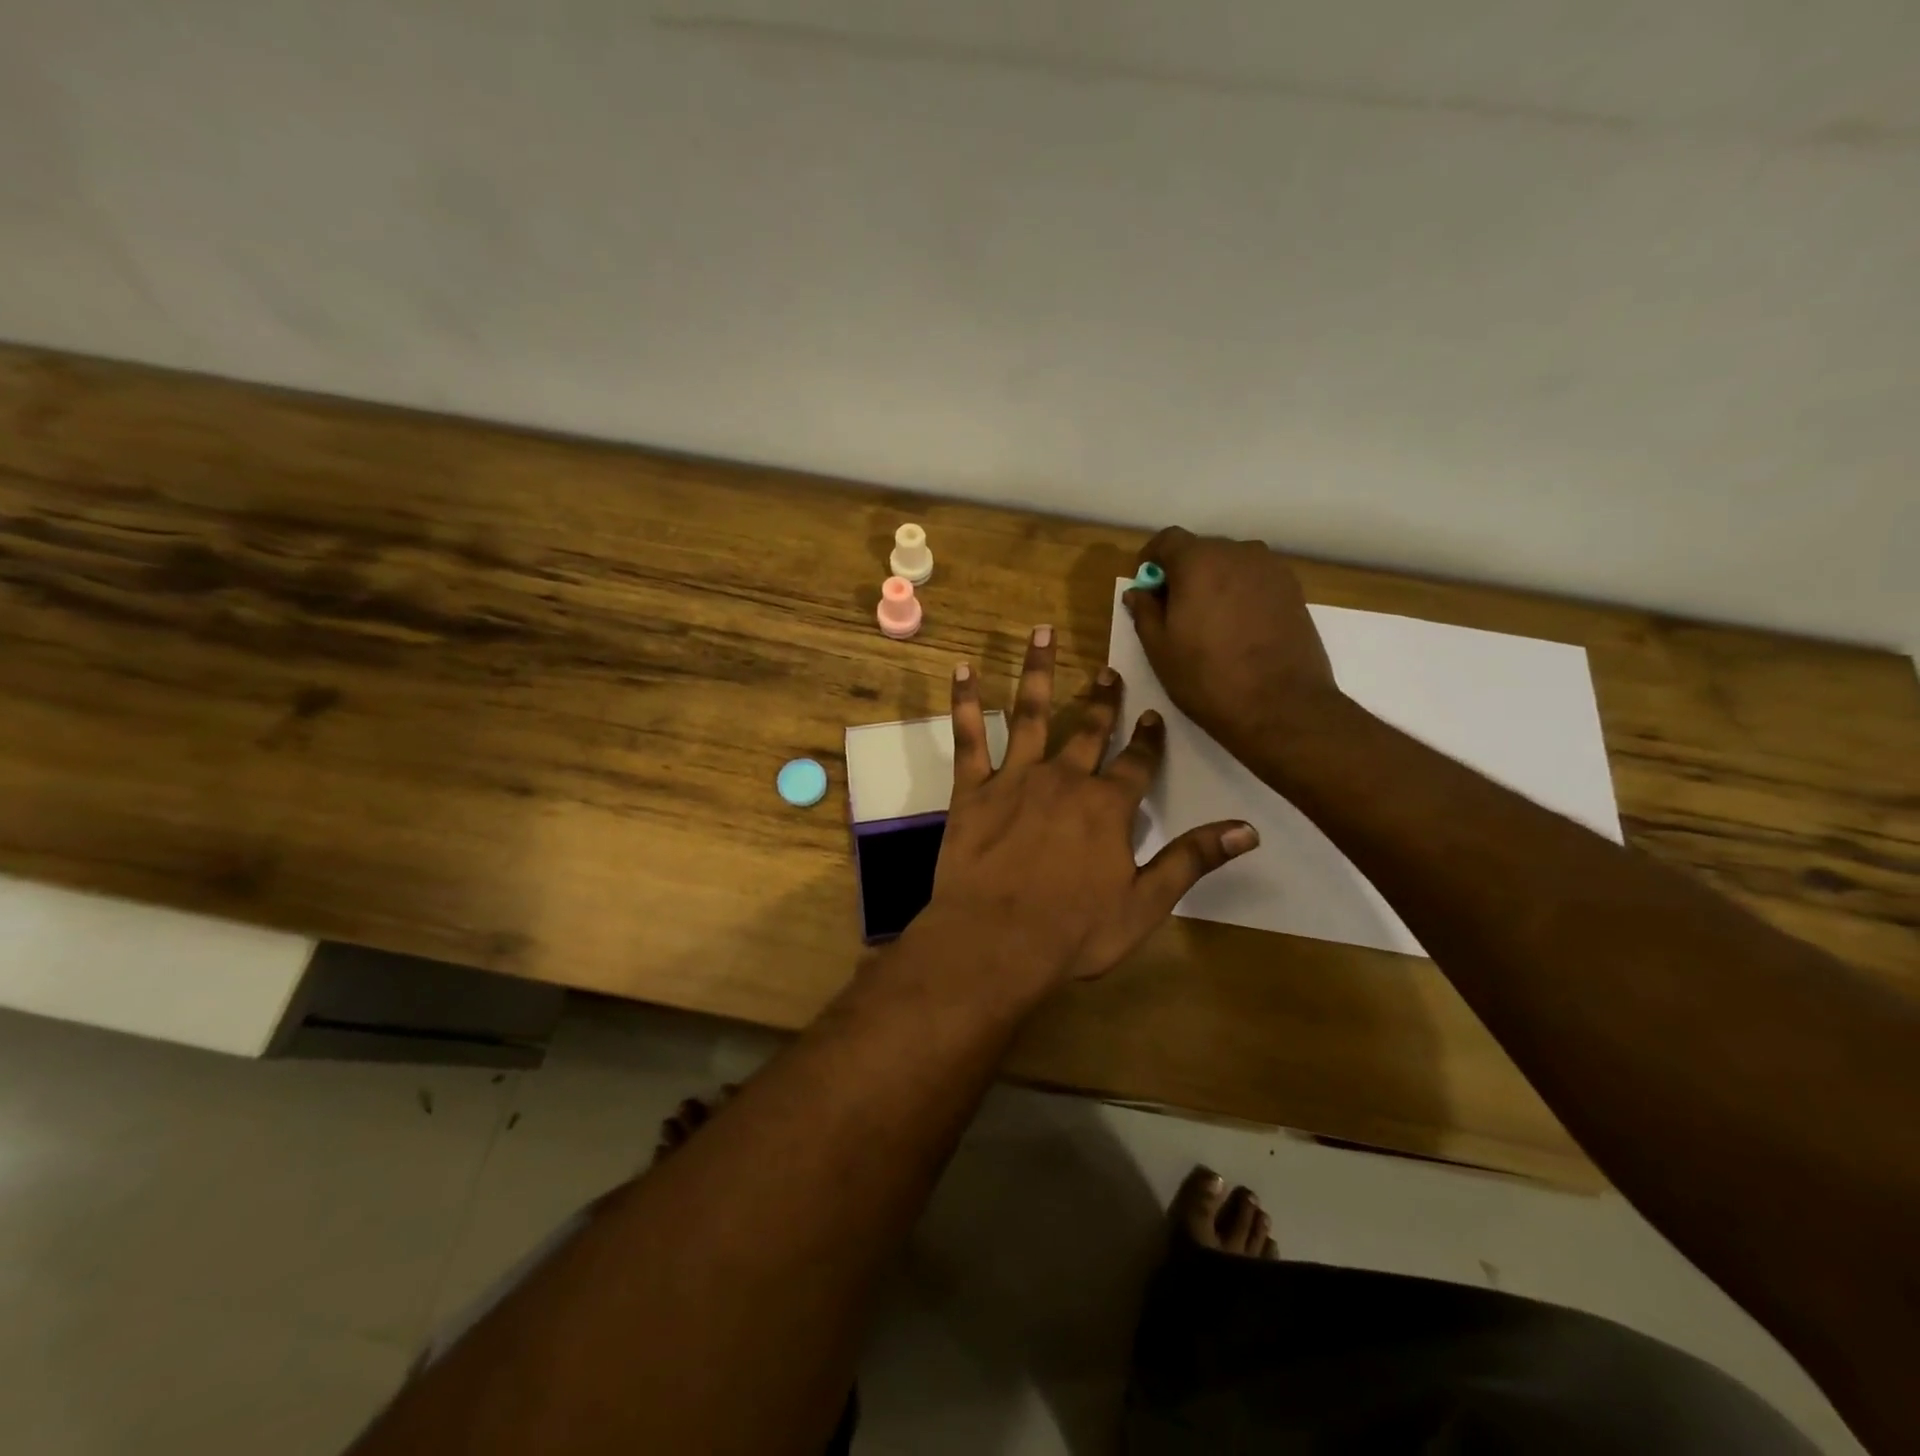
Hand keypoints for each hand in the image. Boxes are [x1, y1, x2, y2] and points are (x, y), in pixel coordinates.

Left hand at [926, 625, 1257, 985]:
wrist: (997, 942)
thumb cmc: (1074, 931)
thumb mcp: (1145, 903)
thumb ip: (1192, 860)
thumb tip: (1248, 830)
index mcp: (1107, 807)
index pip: (1137, 764)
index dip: (1147, 740)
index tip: (1152, 715)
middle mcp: (1065, 779)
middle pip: (1088, 729)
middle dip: (1102, 699)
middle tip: (1109, 670)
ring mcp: (1015, 779)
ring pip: (1030, 714)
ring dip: (1037, 671)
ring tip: (1042, 632)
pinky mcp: (972, 790)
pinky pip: (969, 737)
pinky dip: (966, 702)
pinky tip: (965, 670)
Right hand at [1124, 527, 1341, 757]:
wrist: (1280, 706)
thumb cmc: (1207, 678)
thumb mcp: (1160, 649)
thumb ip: (1145, 611)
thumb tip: (1138, 591)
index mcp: (1199, 562)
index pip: (1168, 540)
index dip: (1152, 559)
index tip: (1147, 586)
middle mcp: (1238, 553)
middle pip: (1202, 550)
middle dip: (1183, 572)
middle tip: (1174, 610)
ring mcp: (1271, 570)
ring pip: (1231, 564)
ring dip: (1214, 582)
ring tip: (1208, 621)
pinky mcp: (1294, 590)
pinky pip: (1255, 580)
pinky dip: (1240, 593)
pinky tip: (1237, 628)